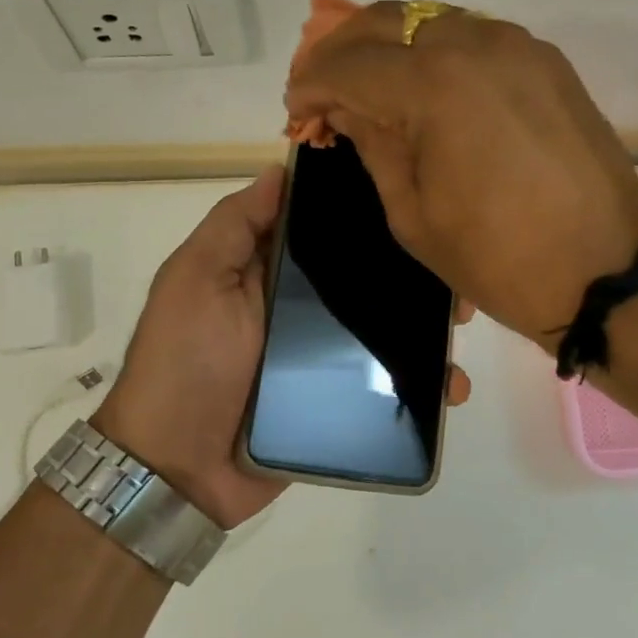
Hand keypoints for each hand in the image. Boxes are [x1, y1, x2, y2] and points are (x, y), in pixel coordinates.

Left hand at [92, 167, 473, 527]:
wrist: (178, 468)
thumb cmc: (185, 362)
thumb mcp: (196, 280)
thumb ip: (234, 226)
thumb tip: (279, 169)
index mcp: (268, 273)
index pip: (325, 233)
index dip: (366, 219)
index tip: (414, 208)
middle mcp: (299, 310)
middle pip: (365, 282)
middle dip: (412, 275)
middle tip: (452, 275)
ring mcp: (321, 358)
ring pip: (384, 331)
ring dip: (425, 327)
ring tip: (459, 329)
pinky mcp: (337, 403)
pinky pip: (385, 385)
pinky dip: (420, 384)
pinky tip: (451, 384)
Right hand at [285, 0, 637, 349]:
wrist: (601, 272)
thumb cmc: (496, 259)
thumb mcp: (412, 214)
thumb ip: (374, 146)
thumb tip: (347, 108)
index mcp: (434, 86)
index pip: (349, 64)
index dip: (311, 84)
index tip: (297, 110)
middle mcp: (476, 45)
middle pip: (388, 21)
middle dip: (343, 50)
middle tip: (325, 89)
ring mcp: (520, 47)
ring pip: (433, 20)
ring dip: (392, 45)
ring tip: (371, 86)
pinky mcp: (548, 63)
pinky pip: (476, 38)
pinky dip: (438, 53)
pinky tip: (427, 87)